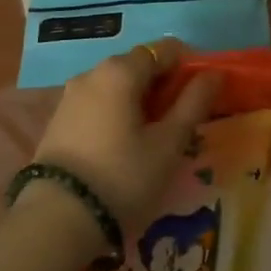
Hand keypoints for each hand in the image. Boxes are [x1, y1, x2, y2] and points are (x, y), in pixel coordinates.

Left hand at [31, 39, 222, 240]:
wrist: (56, 220)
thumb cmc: (123, 176)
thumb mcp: (170, 143)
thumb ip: (194, 102)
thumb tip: (214, 73)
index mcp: (122, 70)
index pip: (165, 50)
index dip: (188, 67)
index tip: (200, 97)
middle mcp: (93, 72)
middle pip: (139, 65)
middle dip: (163, 85)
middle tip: (179, 121)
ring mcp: (70, 96)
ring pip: (117, 86)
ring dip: (139, 101)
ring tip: (152, 138)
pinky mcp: (57, 120)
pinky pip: (98, 104)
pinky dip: (116, 113)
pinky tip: (122, 145)